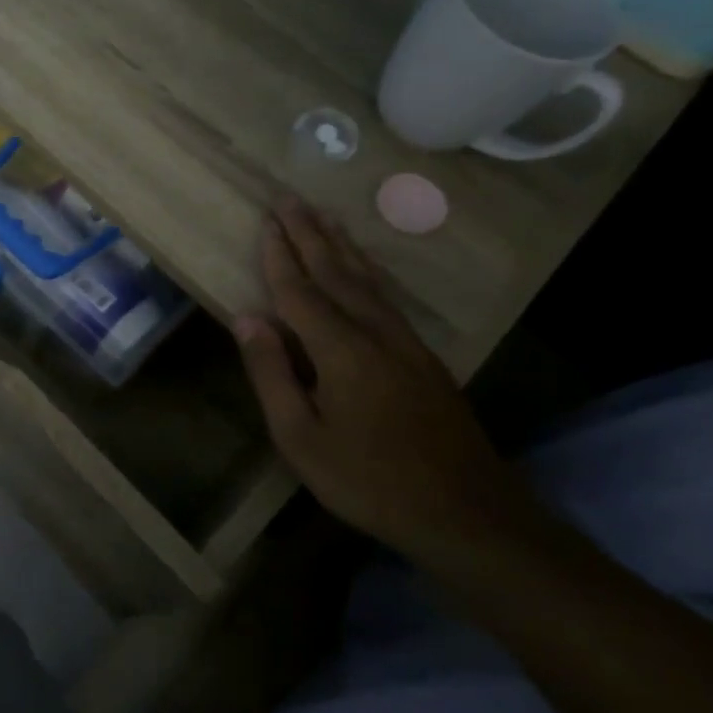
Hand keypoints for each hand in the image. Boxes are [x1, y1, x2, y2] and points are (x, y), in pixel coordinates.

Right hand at [234, 198, 522, 559]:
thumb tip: (246, 317)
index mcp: (341, 350)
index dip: (279, 255)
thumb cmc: (368, 480)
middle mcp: (376, 333)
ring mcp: (406, 343)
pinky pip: (385, 298)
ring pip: (367, 280)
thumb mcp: (300, 437)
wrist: (466, 513)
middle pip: (336, 272)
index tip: (266, 220)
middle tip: (290, 198)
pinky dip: (366, 272)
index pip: (300, 290)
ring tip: (323, 216)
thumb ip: (271, 373)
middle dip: (309, 234)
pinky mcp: (423, 358)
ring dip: (340, 245)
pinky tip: (362, 268)